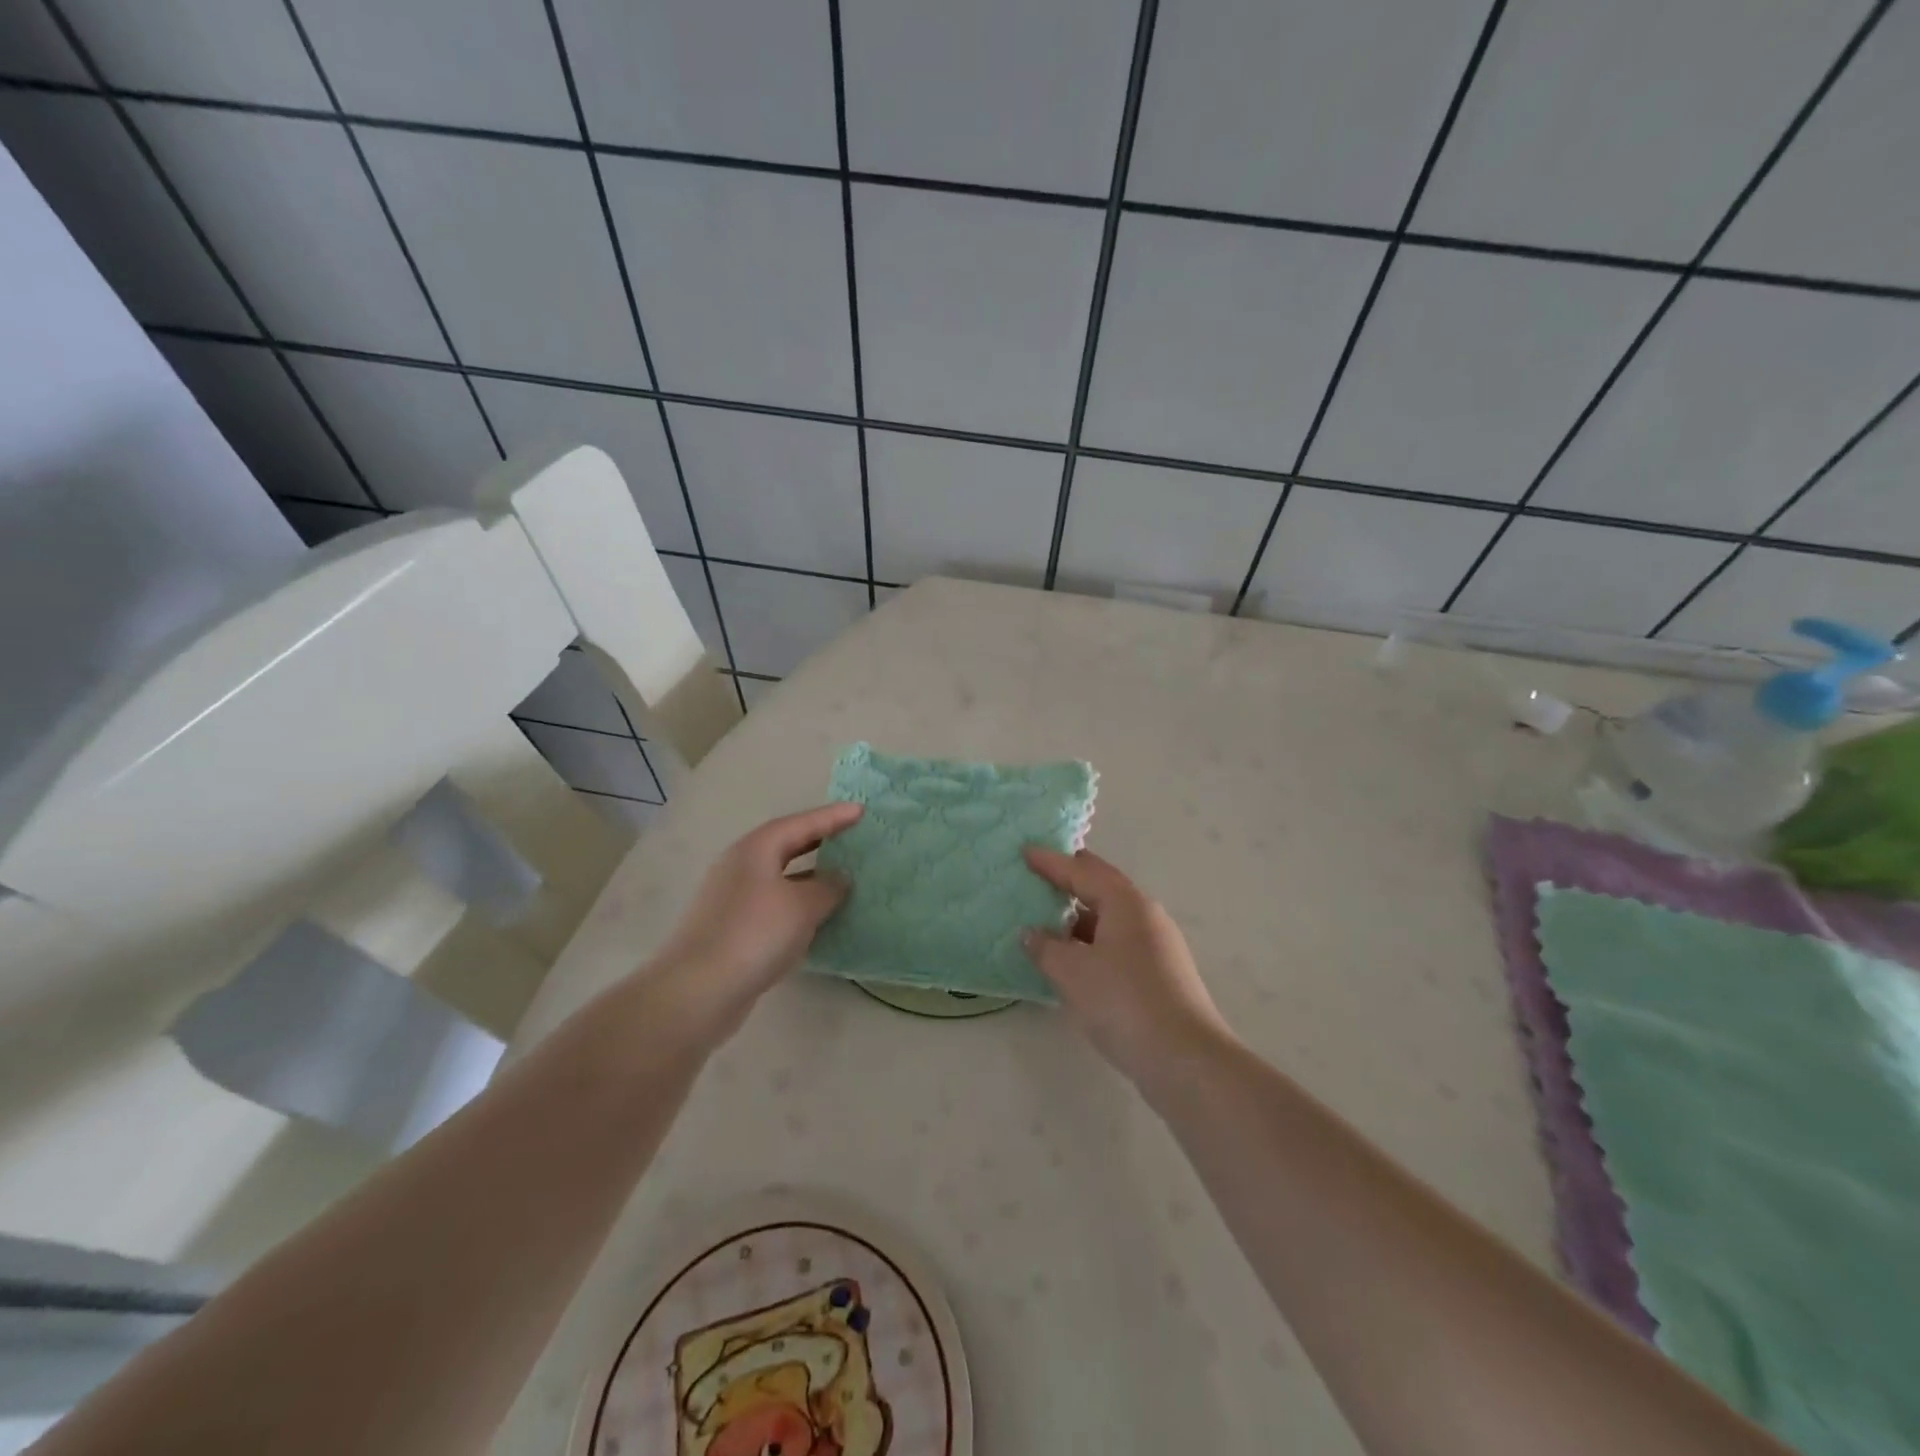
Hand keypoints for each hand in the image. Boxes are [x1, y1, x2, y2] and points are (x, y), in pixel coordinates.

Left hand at [649, 803, 862, 1035]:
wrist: (698, 991)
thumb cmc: (755, 934)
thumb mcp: (802, 906)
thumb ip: (828, 887)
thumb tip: (840, 877)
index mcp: (756, 849)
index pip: (801, 824)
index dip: (833, 817)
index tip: (861, 810)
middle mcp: (741, 866)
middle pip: (786, 846)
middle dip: (819, 841)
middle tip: (851, 838)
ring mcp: (733, 899)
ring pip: (780, 878)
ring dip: (810, 877)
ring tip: (842, 879)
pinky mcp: (732, 929)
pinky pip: (775, 906)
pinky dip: (799, 906)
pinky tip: (818, 919)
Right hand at [1023, 847, 1233, 1088]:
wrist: (1184, 1059)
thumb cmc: (1123, 1002)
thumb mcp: (1073, 972)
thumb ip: (1046, 948)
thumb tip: (1032, 933)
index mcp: (1126, 903)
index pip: (1082, 872)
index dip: (1051, 862)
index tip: (1025, 851)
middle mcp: (1145, 915)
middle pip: (1102, 887)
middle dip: (1071, 879)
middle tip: (1039, 872)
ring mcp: (1157, 945)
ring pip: (1110, 917)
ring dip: (1079, 914)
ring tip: (1048, 917)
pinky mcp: (1159, 974)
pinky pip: (1117, 942)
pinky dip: (1091, 941)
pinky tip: (1073, 957)